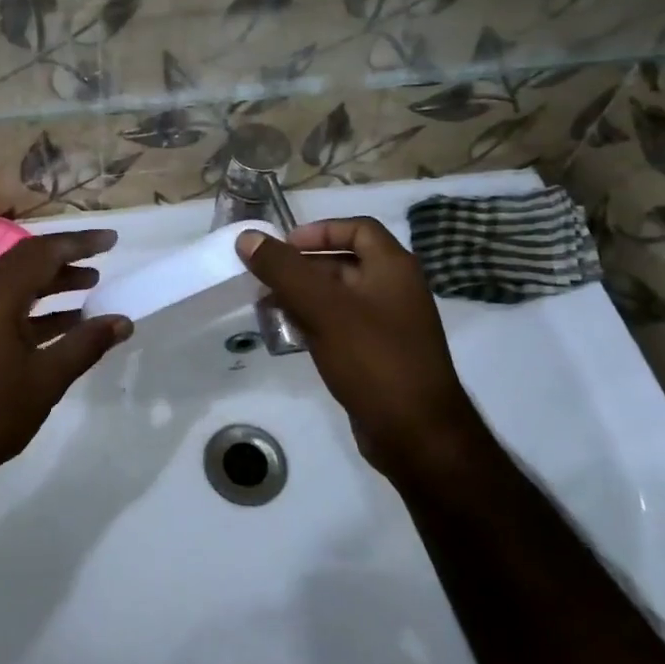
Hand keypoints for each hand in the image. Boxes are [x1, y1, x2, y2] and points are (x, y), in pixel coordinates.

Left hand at [0, 229, 132, 481]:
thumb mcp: (46, 378)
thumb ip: (86, 344)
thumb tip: (123, 321)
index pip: (44, 252)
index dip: (80, 243)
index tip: (112, 240)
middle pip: (28, 261)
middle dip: (67, 257)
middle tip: (104, 258)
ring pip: (18, 283)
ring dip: (53, 282)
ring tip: (92, 285)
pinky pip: (8, 305)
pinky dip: (38, 307)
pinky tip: (66, 321)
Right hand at [237, 218, 480, 474]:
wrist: (417, 435)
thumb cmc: (373, 359)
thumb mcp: (323, 308)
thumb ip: (283, 270)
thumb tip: (248, 237)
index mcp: (393, 268)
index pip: (358, 228)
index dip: (319, 230)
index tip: (284, 247)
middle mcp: (395, 290)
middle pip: (343, 262)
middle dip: (301, 268)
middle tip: (264, 280)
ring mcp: (389, 325)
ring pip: (338, 297)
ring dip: (303, 297)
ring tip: (267, 308)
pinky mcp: (379, 355)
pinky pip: (341, 326)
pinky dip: (314, 323)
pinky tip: (289, 336)